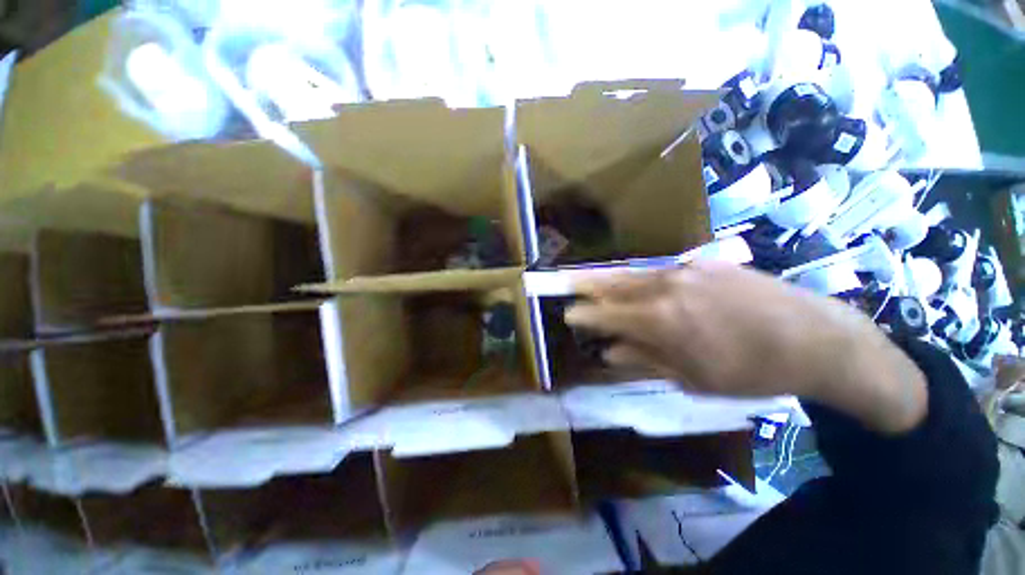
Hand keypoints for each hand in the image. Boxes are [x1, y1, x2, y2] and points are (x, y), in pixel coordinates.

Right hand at [565, 260, 927, 433]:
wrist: (816, 338)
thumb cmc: (751, 370)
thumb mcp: (693, 378)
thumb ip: (645, 359)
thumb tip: (610, 352)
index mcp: (659, 320)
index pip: (606, 314)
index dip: (584, 315)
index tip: (568, 315)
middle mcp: (664, 287)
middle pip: (613, 285)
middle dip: (586, 286)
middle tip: (566, 283)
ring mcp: (685, 269)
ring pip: (634, 273)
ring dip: (609, 278)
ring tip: (590, 279)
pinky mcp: (704, 262)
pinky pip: (660, 270)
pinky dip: (640, 276)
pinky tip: (636, 281)